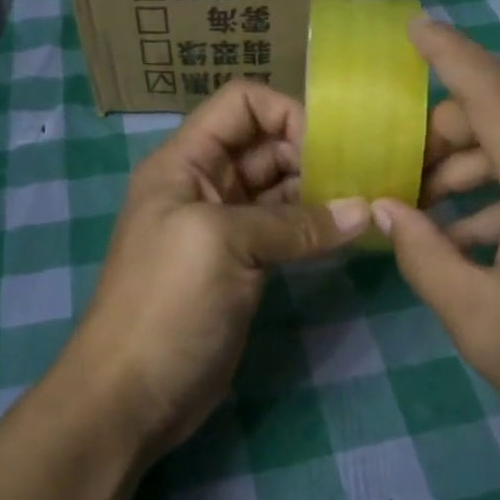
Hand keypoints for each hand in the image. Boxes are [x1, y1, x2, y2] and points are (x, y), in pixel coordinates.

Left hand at [65, 80, 368, 454]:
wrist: (132, 395)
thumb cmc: (167, 303)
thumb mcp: (224, 245)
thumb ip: (295, 223)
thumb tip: (364, 210)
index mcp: (185, 161)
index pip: (241, 104)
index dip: (286, 112)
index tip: (331, 146)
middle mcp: (204, 183)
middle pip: (266, 144)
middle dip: (313, 151)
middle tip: (365, 174)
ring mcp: (225, 226)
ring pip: (279, 187)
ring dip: (320, 189)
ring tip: (367, 201)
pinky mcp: (242, 263)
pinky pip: (284, 228)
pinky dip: (315, 226)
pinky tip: (349, 232)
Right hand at [373, 20, 499, 481]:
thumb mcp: (482, 326)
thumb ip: (425, 258)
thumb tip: (387, 210)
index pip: (497, 94)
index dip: (452, 54)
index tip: (416, 27)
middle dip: (452, 131)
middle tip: (408, 175)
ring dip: (483, 164)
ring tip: (437, 215)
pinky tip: (490, 237)